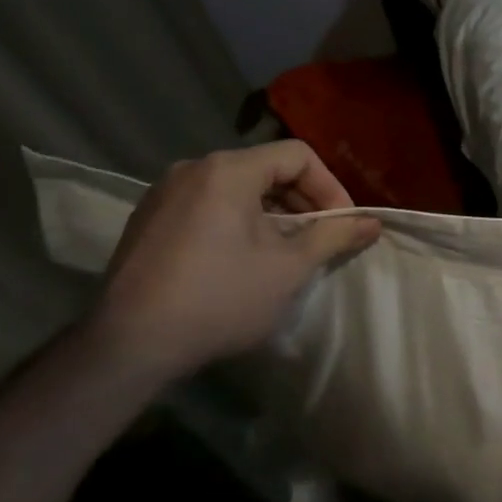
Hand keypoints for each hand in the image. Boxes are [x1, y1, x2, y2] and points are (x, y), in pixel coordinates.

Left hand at [83, 142, 379, 387]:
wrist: (128, 346)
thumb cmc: (220, 298)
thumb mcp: (290, 268)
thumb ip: (335, 236)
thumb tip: (372, 222)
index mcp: (228, 171)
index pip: (297, 156)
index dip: (330, 187)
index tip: (342, 224)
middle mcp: (193, 169)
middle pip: (266, 169)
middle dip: (303, 201)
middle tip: (320, 240)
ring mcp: (163, 193)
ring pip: (237, 189)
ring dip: (272, 214)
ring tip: (286, 252)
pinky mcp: (148, 220)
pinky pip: (208, 205)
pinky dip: (238, 222)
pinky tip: (243, 261)